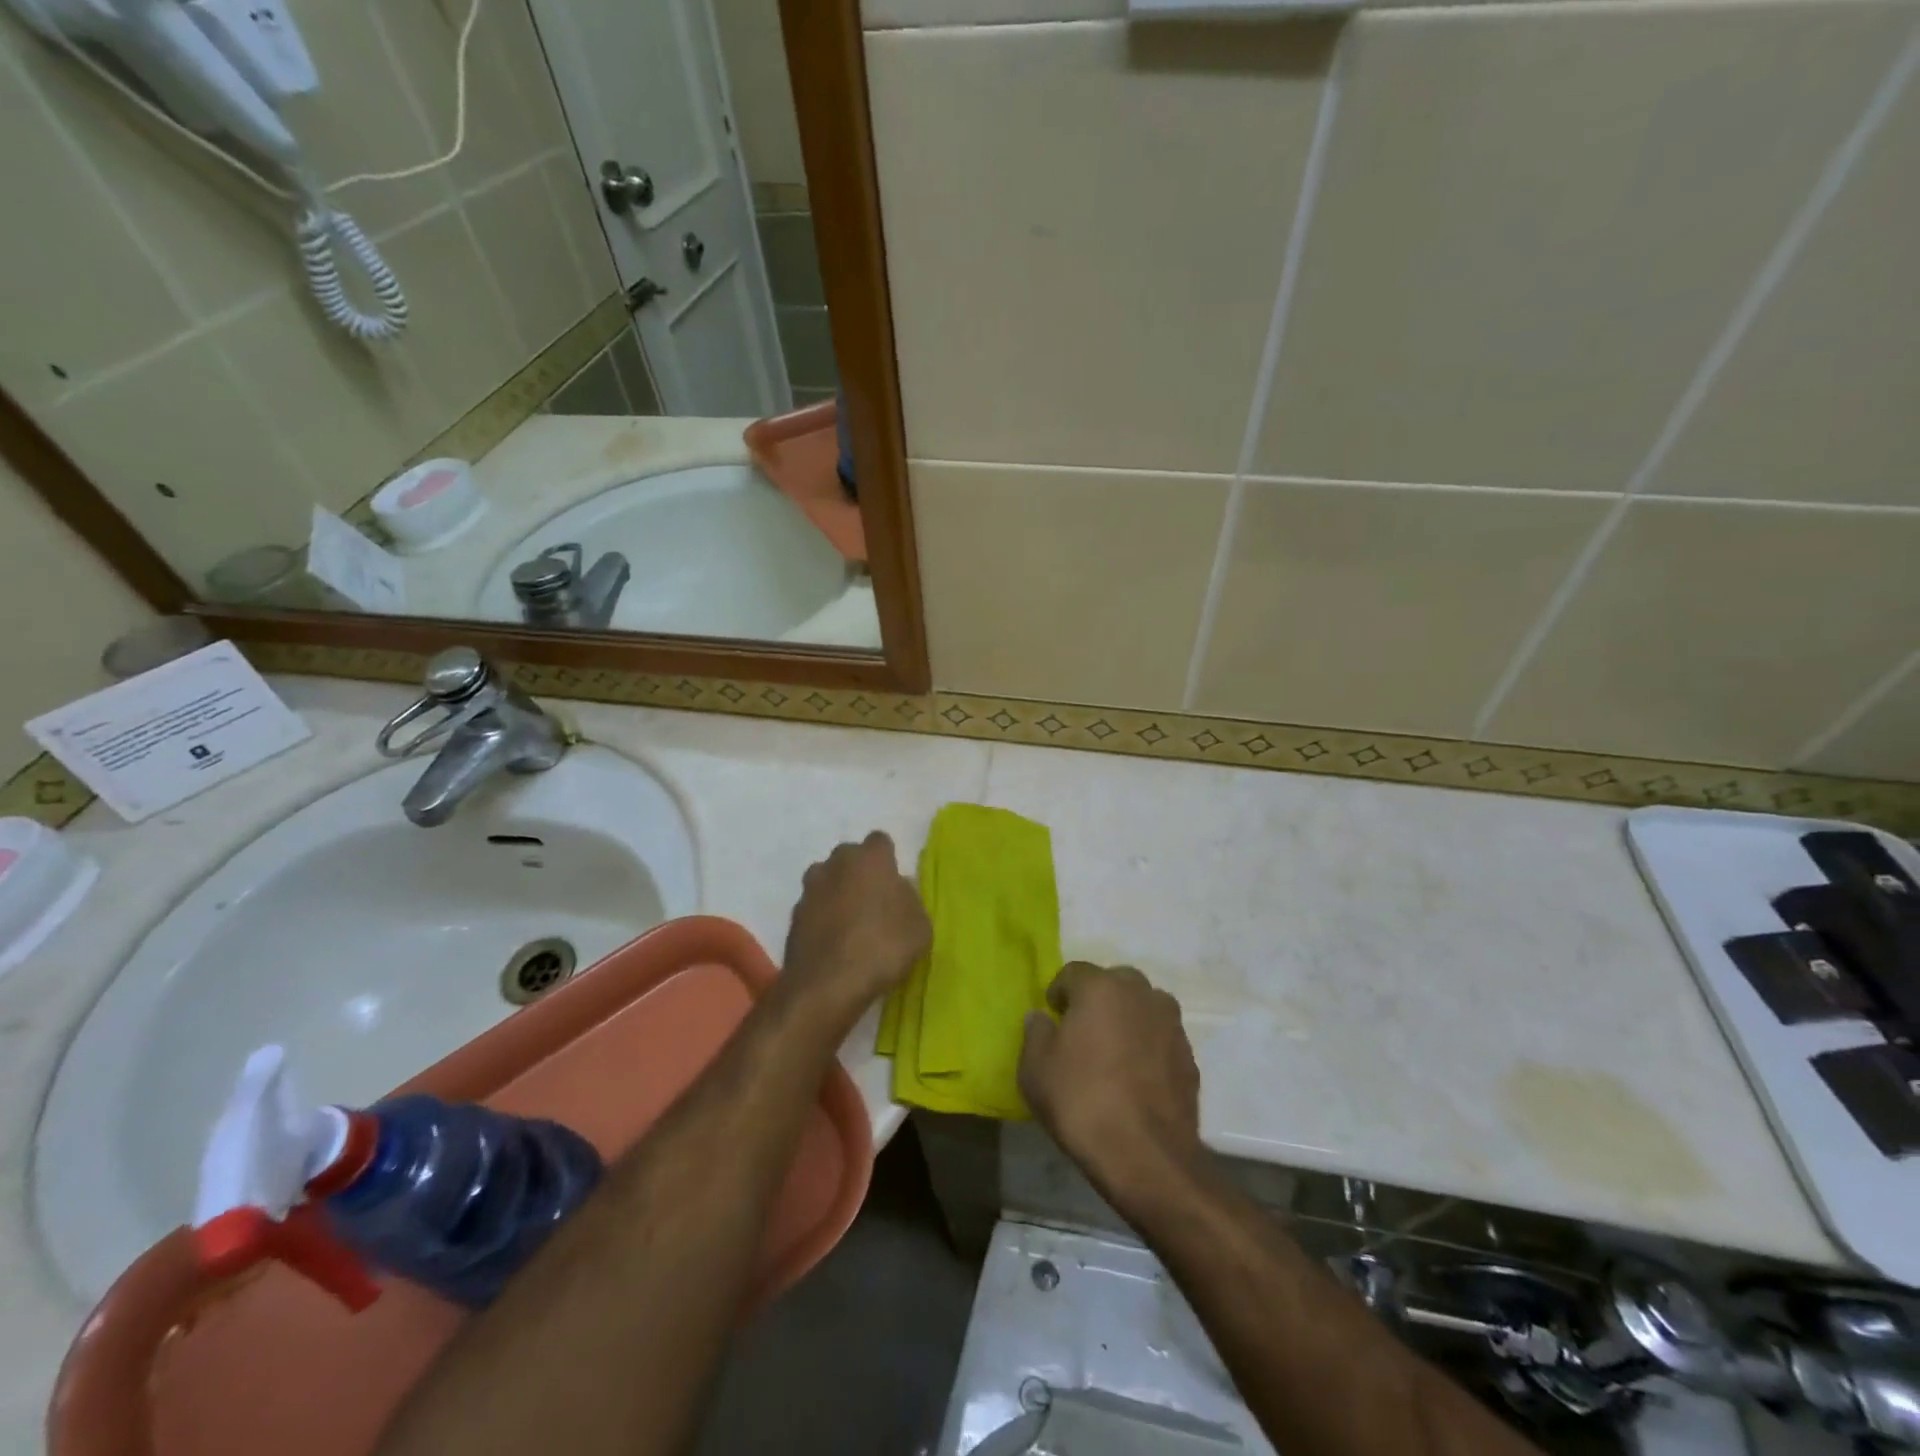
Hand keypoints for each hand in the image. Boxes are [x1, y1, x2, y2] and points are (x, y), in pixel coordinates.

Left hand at [780, 832, 930, 1025]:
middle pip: (850, 857)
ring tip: (851, 924)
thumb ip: (910, 900)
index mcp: (870, 858)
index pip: (880, 841)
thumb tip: (898, 891)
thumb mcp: (919, 927)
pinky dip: (822, 918)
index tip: (895, 883)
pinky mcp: (793, 916)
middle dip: (860, 873)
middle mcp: (836, 863)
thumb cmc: (883, 948)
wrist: (826, 985)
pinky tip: (833, 942)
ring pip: (827, 880)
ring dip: (837, 893)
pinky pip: (814, 908)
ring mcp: (810, 889)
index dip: (888, 860)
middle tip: (874, 902)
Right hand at [1019, 963, 1202, 1196]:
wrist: (1146, 1156)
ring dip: (1128, 1018)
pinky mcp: (1189, 1056)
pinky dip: (1149, 1046)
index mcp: (1101, 988)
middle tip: (1083, 1030)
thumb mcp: (1035, 1069)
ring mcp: (1171, 1024)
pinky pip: (1161, 1038)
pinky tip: (1137, 1077)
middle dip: (1098, 999)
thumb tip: (1041, 1017)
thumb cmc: (1081, 1101)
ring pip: (1144, 1007)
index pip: (1074, 972)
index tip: (1052, 1015)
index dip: (1059, 992)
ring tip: (1113, 1051)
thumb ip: (1035, 1033)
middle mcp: (1140, 994)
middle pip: (1115, 982)